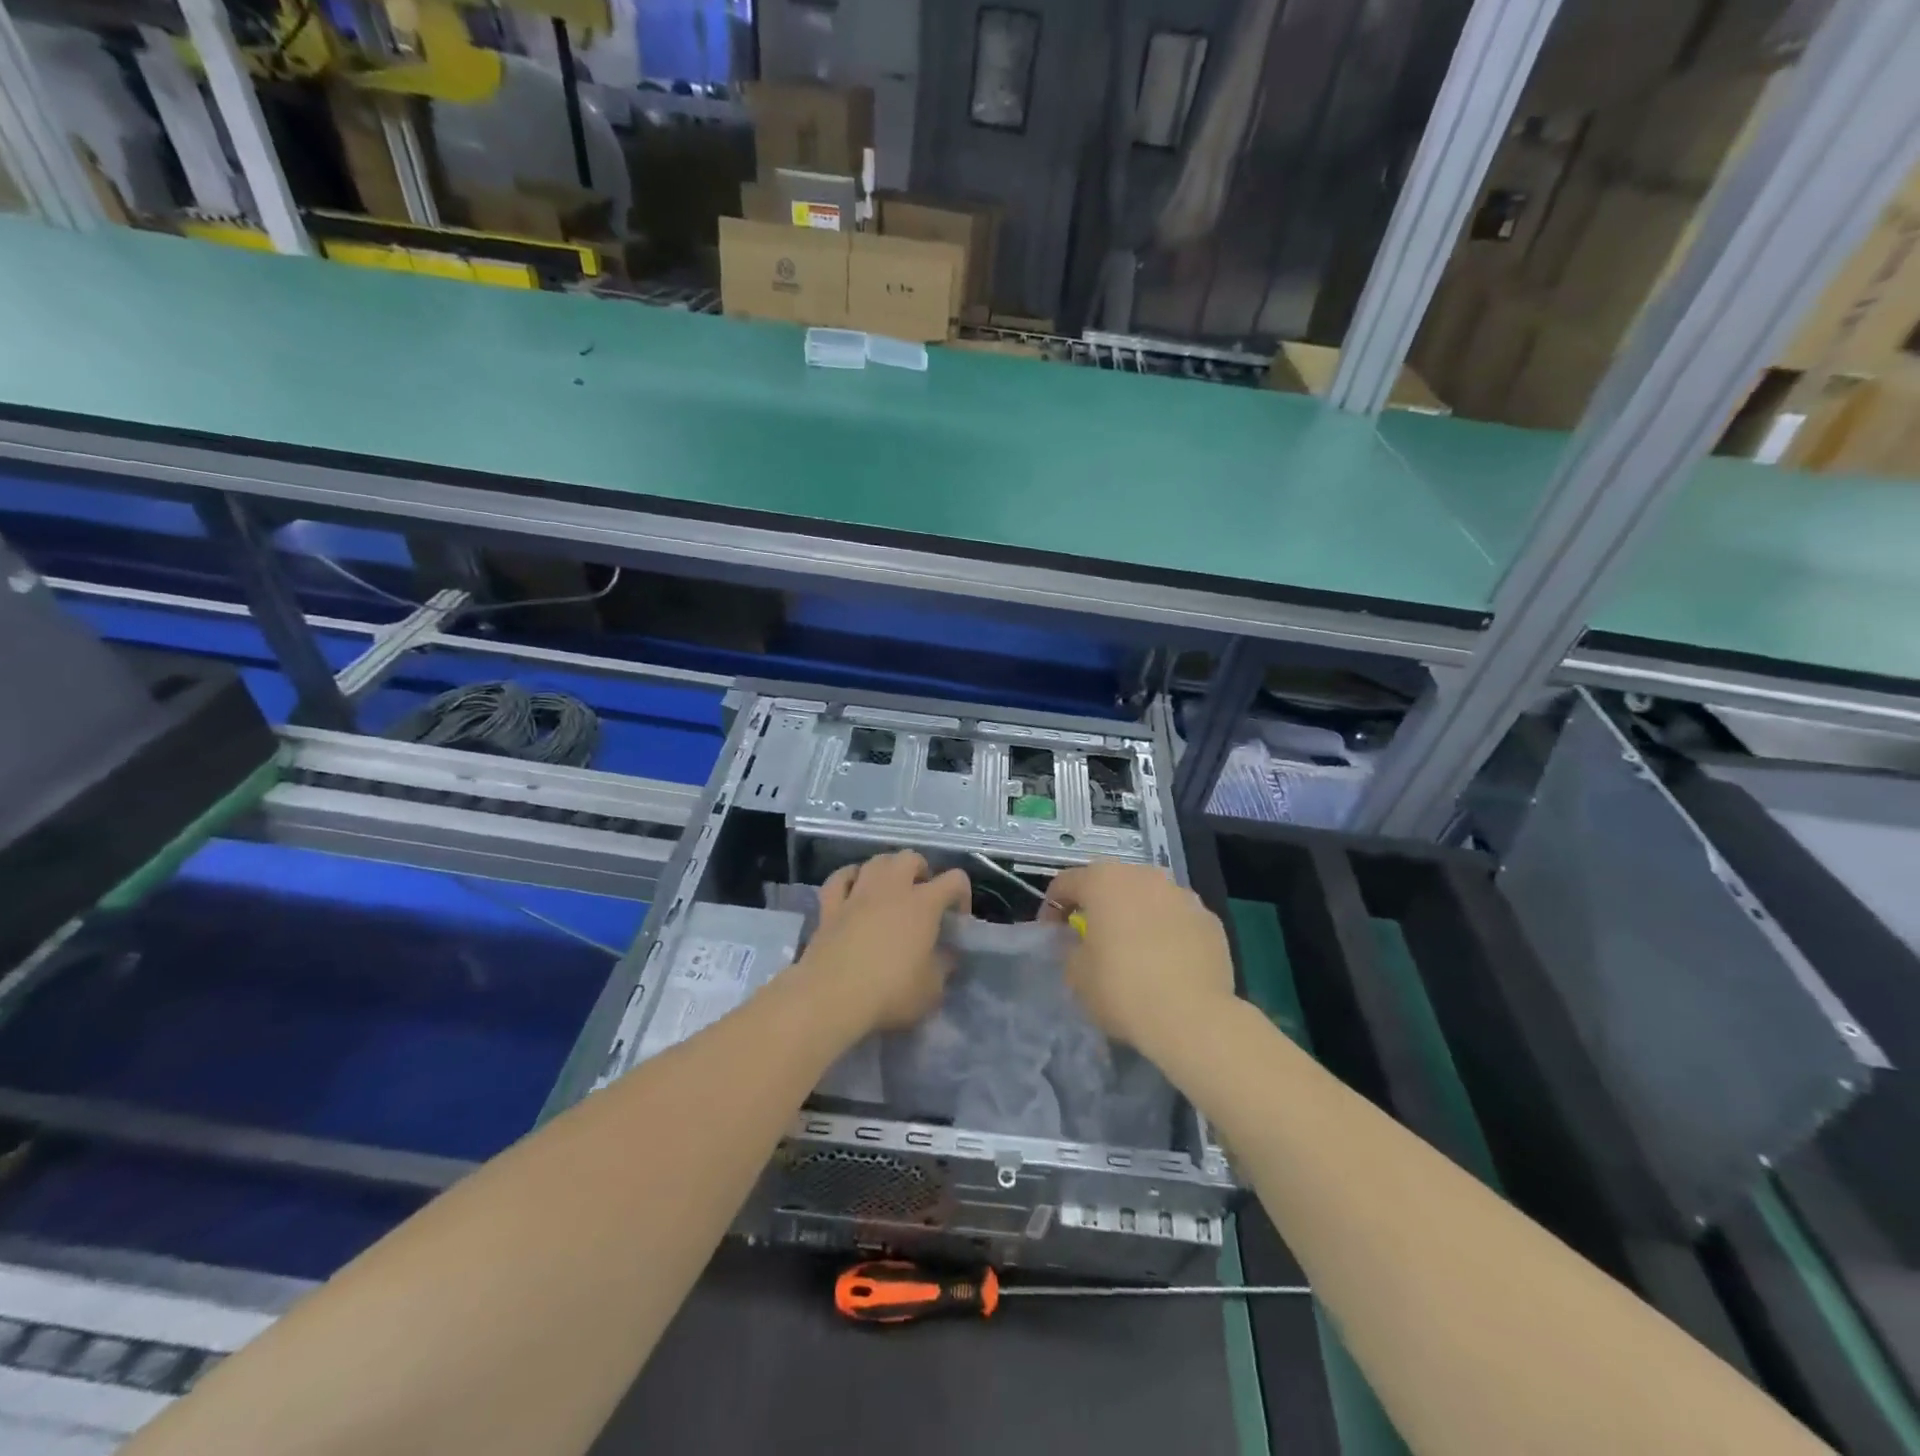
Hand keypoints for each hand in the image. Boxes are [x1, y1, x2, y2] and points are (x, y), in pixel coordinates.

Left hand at [798, 852, 971, 1034]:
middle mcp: (891, 889)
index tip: (957, 920)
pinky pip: (840, 878)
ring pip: (876, 861)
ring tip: (890, 890)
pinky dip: (849, 878)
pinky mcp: (830, 906)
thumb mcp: (932, 989)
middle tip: (922, 896)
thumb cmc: (890, 992)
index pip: (954, 880)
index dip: (962, 894)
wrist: (832, 996)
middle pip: (910, 858)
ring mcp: (858, 894)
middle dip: (921, 871)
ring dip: (887, 869)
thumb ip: (943, 966)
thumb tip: (946, 955)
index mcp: (923, 904)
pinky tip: (853, 888)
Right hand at [1045, 863, 1236, 1055]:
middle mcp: (1144, 876)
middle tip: (1091, 938)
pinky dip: (1167, 933)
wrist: (1192, 1017)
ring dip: (1136, 916)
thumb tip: (1081, 943)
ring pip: (1149, 898)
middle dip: (1098, 906)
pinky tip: (1167, 964)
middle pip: (1111, 883)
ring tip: (1134, 950)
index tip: (1052, 934)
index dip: (1053, 908)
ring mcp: (1182, 895)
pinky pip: (1178, 919)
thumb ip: (1071, 949)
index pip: (1066, 883)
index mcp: (1104, 881)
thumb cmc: (1122, 989)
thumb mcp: (1076, 974)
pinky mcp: (1210, 920)